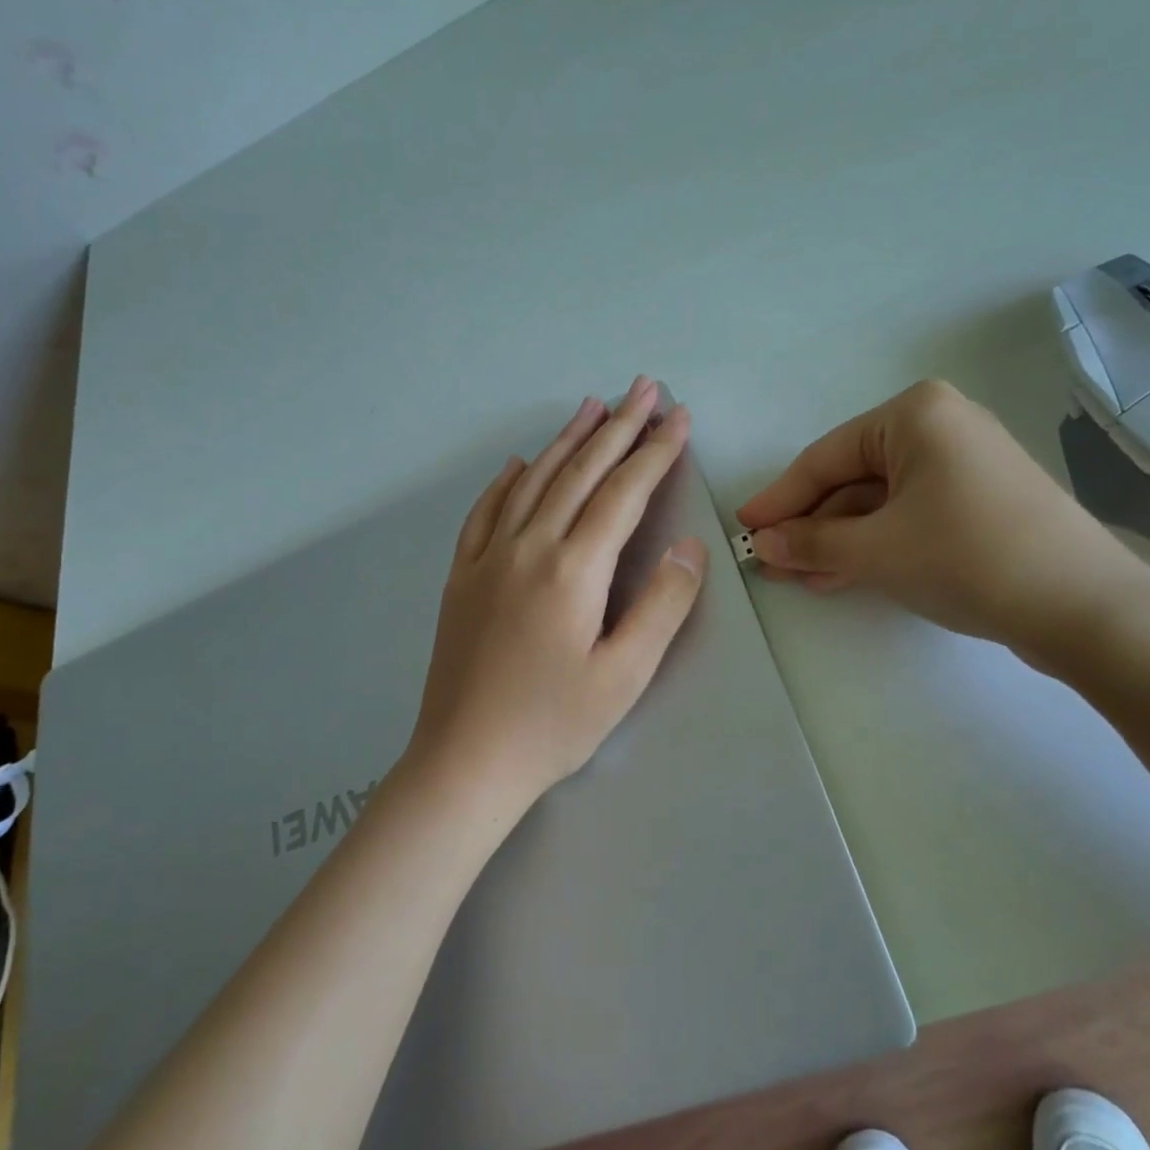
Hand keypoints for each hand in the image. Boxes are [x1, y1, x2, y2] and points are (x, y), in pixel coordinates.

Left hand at [411, 376, 707, 803]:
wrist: (464, 761)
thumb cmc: (553, 725)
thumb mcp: (625, 674)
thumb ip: (662, 604)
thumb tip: (688, 545)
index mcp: (573, 569)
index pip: (623, 493)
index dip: (655, 451)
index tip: (679, 417)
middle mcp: (528, 546)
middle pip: (580, 472)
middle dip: (617, 426)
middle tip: (644, 388)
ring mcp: (488, 557)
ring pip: (533, 481)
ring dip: (567, 440)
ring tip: (591, 405)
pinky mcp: (462, 576)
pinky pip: (485, 512)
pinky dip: (507, 480)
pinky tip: (520, 464)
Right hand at [737, 379, 1149, 662]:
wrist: (1086, 608)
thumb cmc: (968, 557)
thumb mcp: (876, 550)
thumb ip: (811, 543)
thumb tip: (763, 545)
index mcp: (914, 415)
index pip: (825, 458)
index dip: (780, 499)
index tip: (745, 529)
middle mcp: (939, 427)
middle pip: (851, 479)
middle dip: (810, 525)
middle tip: (769, 561)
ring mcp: (963, 465)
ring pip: (878, 503)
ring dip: (838, 542)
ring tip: (798, 578)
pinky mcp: (979, 503)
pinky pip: (909, 517)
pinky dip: (875, 545)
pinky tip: (840, 576)